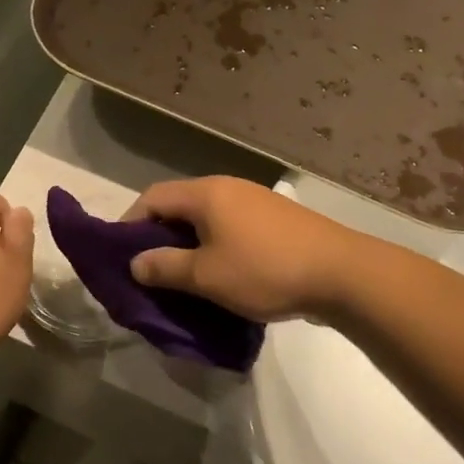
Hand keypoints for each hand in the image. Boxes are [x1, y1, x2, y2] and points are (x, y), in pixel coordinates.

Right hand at [123, 177, 362, 321]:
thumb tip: (135, 263)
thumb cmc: (264, 270)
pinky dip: (213, 245)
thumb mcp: (206, 276)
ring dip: (187, 243)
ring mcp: (254, 200)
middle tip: (148, 270)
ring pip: (205, 217)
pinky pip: (229, 226)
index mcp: (205, 193)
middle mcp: (227, 187)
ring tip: (181, 276)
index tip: (120, 256)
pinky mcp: (275, 218)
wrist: (342, 273)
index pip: (152, 198)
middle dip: (158, 236)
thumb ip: (165, 267)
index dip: (129, 224)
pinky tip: (219, 273)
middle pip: (178, 205)